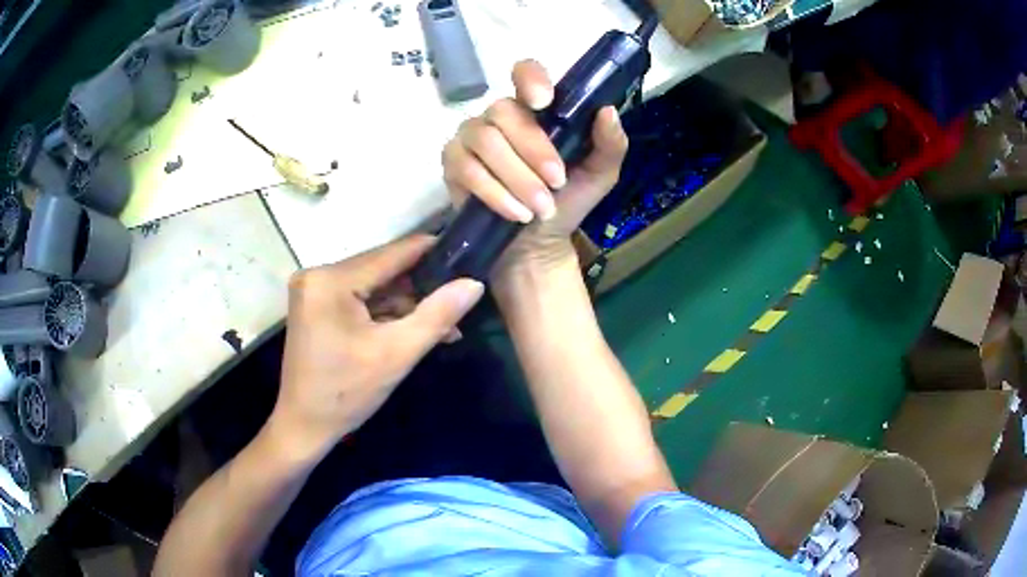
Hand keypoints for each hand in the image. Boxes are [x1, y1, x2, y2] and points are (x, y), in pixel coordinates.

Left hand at [268, 236, 483, 457]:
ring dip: (406, 304)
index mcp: (331, 280)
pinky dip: (385, 313)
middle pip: (381, 269)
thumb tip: (474, 283)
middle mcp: (318, 274)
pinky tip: (414, 328)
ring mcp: (314, 289)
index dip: (431, 251)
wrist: (305, 425)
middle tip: (460, 298)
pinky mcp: (316, 305)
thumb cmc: (346, 394)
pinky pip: (360, 299)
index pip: (391, 254)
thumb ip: (437, 315)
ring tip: (446, 324)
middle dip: (421, 287)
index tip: (467, 250)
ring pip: (373, 285)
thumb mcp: (396, 354)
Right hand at [442, 60, 628, 278]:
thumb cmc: (568, 199)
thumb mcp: (600, 174)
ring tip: (540, 208)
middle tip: (557, 183)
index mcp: (536, 108)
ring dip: (517, 177)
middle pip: (504, 112)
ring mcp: (472, 136)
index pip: (525, 72)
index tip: (543, 102)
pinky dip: (495, 193)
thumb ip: (610, 143)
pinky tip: (516, 213)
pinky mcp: (453, 163)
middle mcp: (500, 115)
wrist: (538, 241)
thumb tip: (607, 111)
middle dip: (534, 150)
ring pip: (485, 140)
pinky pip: (467, 169)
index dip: (531, 79)